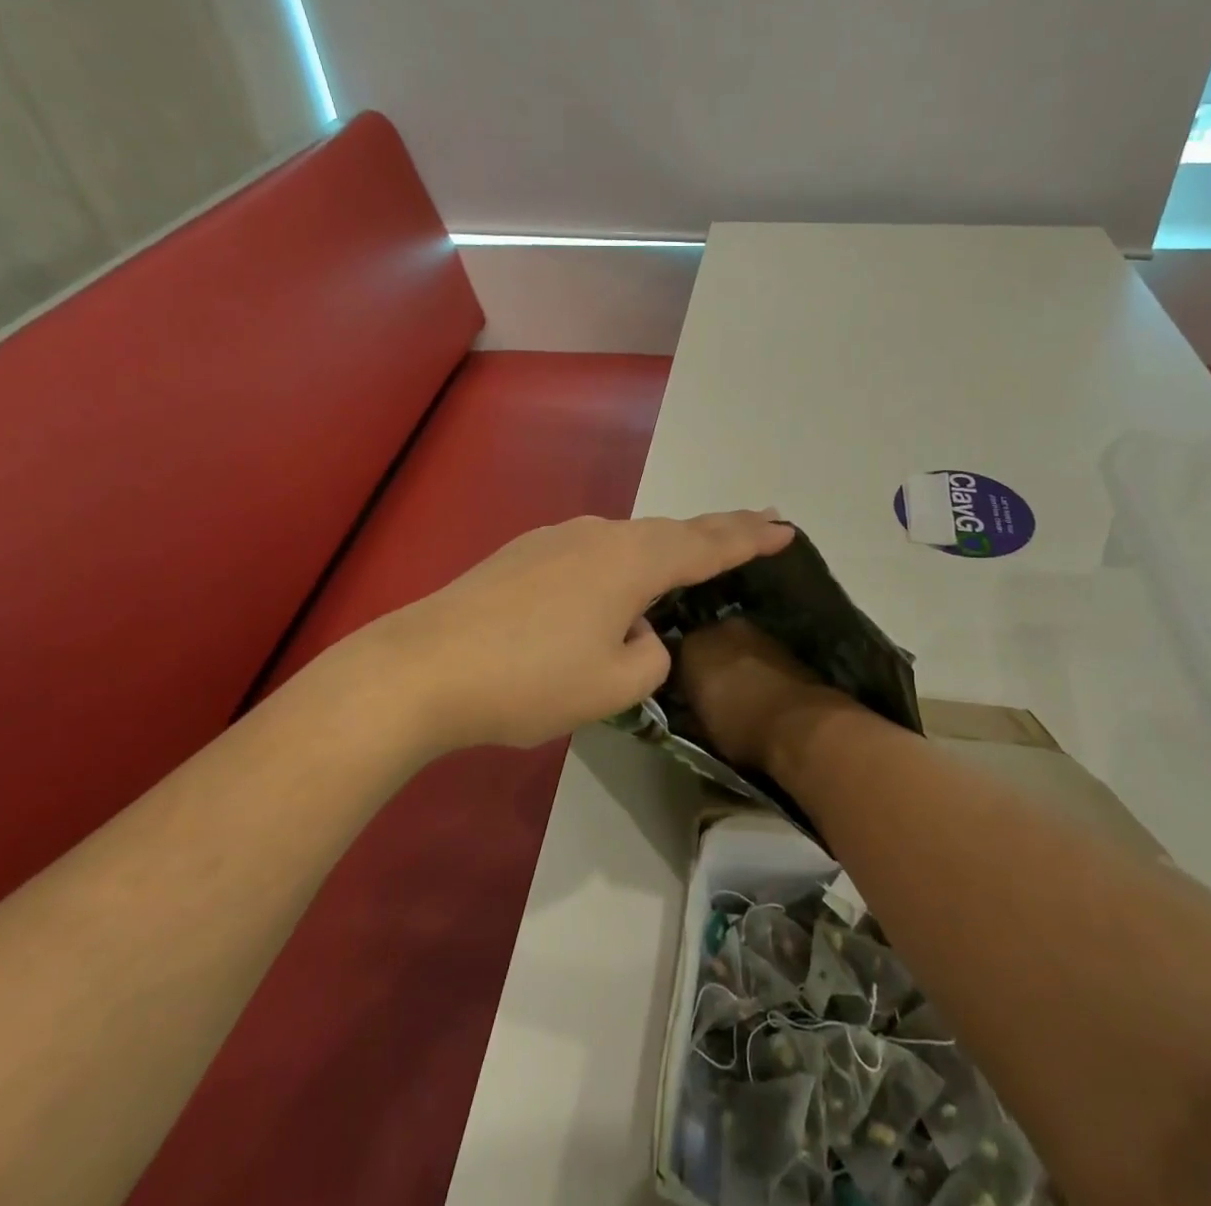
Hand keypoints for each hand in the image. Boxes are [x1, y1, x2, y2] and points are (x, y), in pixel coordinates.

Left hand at [353, 511, 795, 752]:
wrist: (424, 666)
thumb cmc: (530, 679)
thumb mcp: (612, 686)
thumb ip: (649, 656)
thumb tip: (640, 633)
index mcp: (632, 561)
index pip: (708, 545)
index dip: (751, 538)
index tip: (786, 527)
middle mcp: (599, 535)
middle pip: (671, 531)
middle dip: (718, 530)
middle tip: (758, 524)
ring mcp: (556, 538)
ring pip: (627, 541)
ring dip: (664, 550)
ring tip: (689, 560)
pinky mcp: (523, 554)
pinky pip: (591, 553)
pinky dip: (620, 564)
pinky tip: (608, 593)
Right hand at [676, 616, 838, 772]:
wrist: (799, 723)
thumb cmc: (739, 726)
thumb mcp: (701, 725)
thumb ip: (690, 704)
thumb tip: (689, 703)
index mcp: (692, 645)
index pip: (675, 653)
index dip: (679, 674)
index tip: (682, 692)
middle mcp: (722, 628)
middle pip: (708, 642)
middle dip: (708, 661)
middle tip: (710, 689)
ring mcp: (756, 633)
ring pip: (736, 646)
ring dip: (735, 662)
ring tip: (738, 691)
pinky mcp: (784, 645)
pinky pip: (760, 655)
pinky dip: (758, 667)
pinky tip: (761, 689)